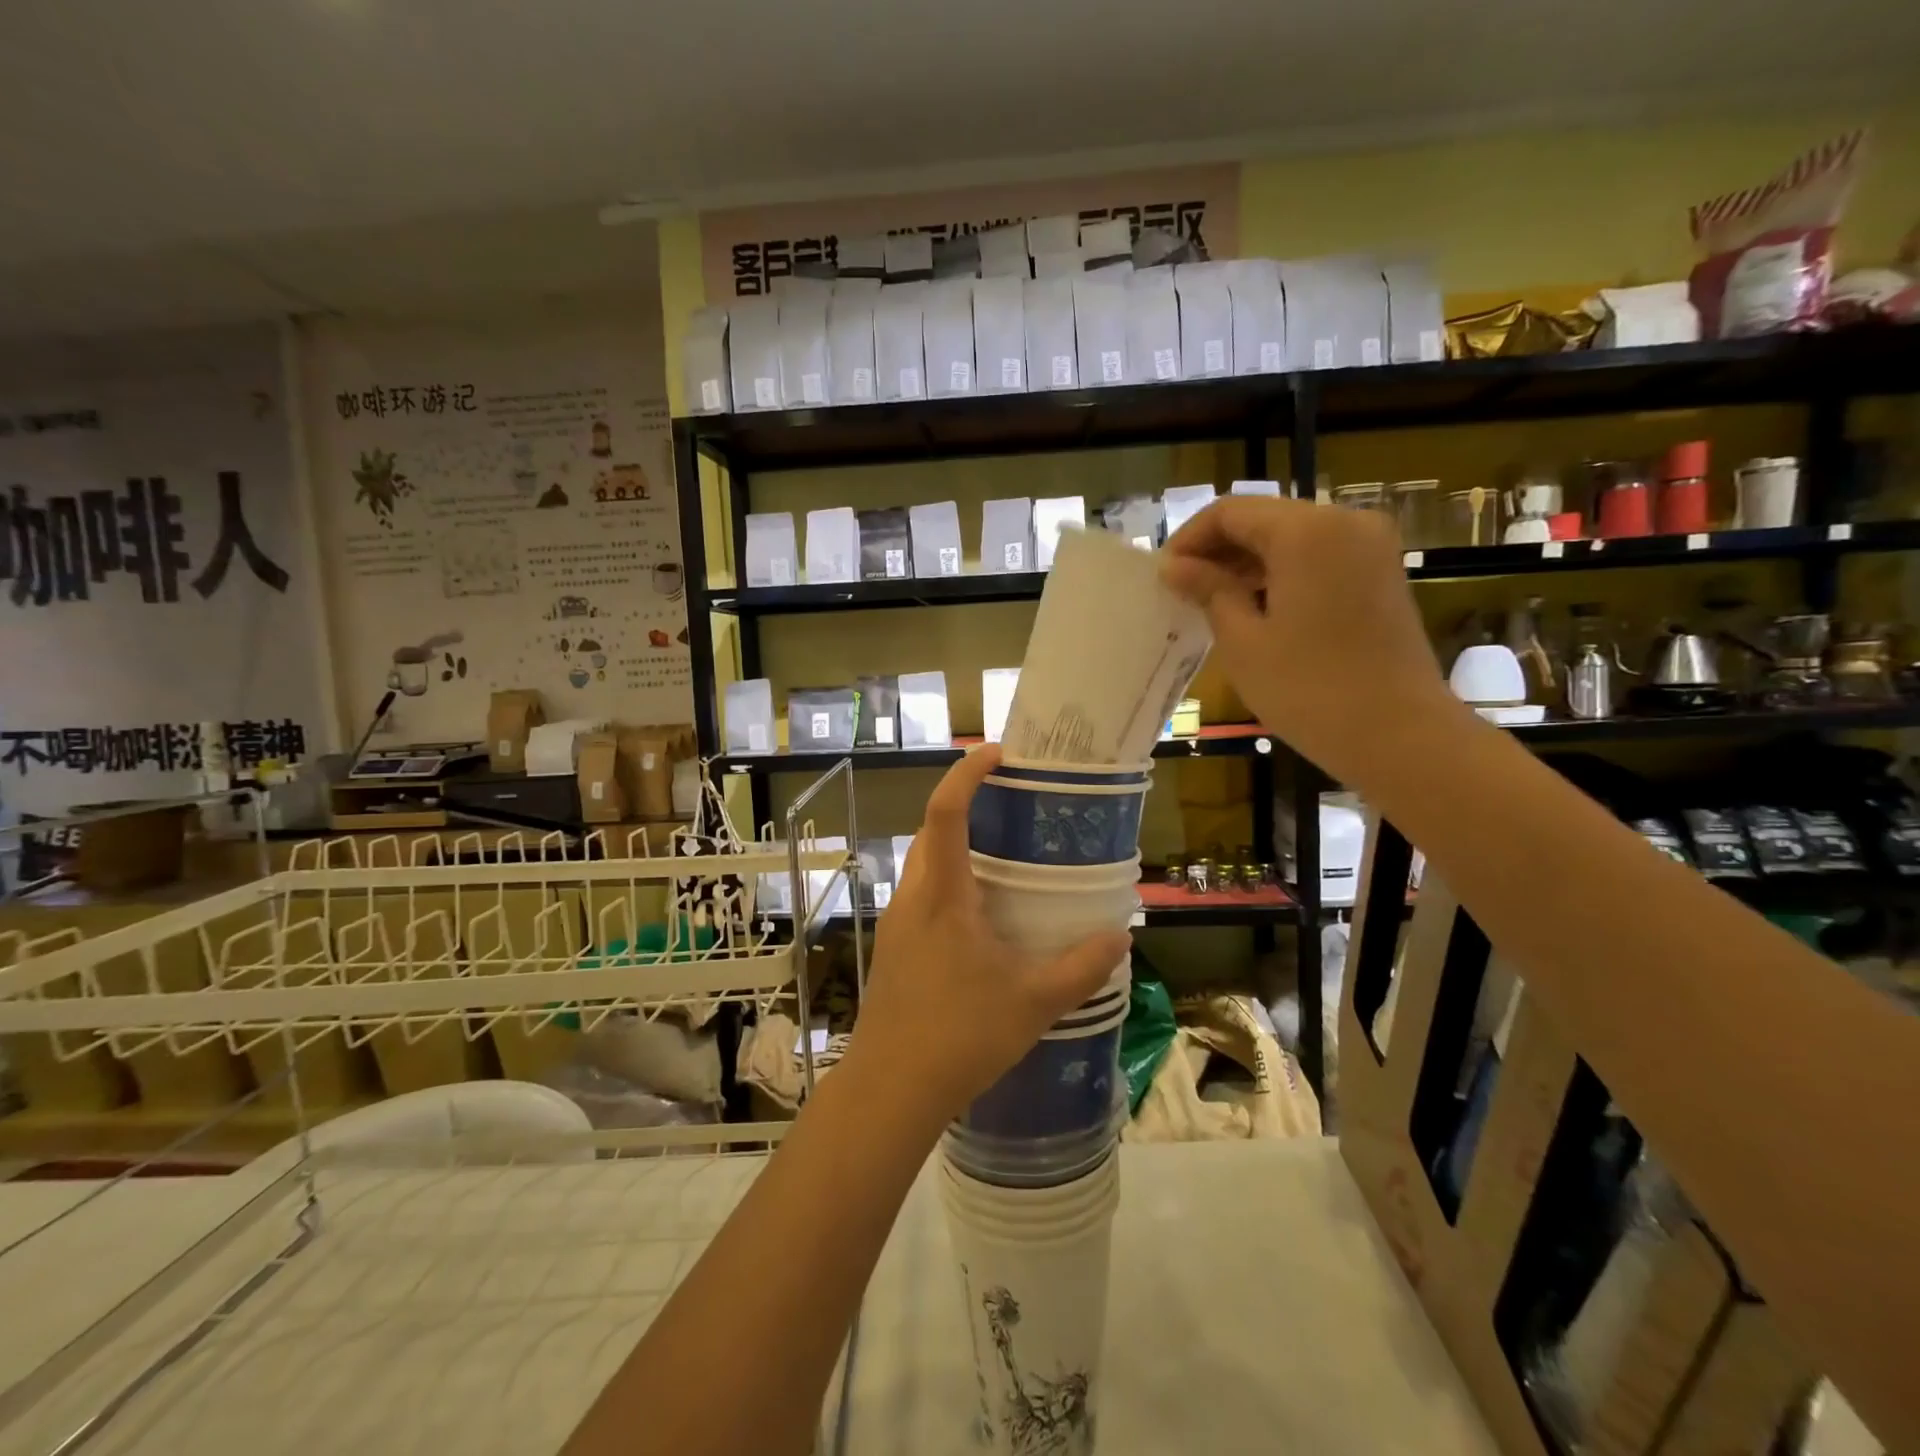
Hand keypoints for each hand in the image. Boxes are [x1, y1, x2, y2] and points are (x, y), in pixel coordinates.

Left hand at [847, 746, 1130, 1122]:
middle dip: (963, 806)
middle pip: (930, 830)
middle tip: (1010, 805)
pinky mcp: (894, 948)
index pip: (945, 811)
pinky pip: (921, 894)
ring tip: (1002, 857)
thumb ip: (1081, 967)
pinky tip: (981, 917)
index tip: (998, 753)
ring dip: (954, 846)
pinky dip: (948, 881)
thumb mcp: (1033, 1001)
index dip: (967, 773)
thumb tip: (1121, 937)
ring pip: (922, 863)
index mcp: (941, 893)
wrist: (889, 1090)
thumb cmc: (959, 1035)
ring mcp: (897, 922)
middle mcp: (912, 897)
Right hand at [1160, 497, 1461, 785]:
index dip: (1189, 539)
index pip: (1230, 511)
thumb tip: (1175, 567)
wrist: (1399, 735)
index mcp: (1307, 531)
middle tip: (1183, 592)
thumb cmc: (1309, 689)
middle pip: (1263, 519)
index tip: (1163, 577)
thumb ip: (1208, 591)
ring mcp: (1370, 547)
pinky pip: (1317, 558)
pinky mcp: (1380, 574)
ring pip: (1290, 538)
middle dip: (1218, 551)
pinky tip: (1255, 610)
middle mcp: (1344, 522)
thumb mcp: (1243, 641)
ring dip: (1247, 564)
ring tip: (1212, 605)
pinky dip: (1280, 575)